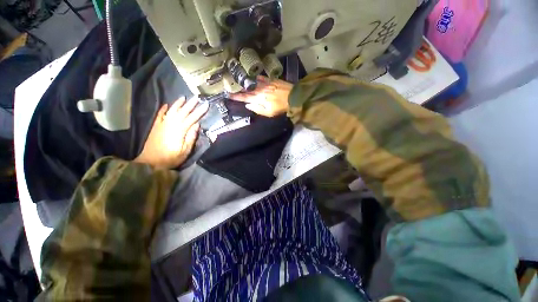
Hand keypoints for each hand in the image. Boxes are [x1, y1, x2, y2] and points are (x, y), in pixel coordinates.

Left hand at [134, 97, 208, 168]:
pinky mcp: (156, 127)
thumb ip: (191, 137)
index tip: (206, 105)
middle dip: (190, 104)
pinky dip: (163, 109)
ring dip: (178, 104)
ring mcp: (162, 124)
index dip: (199, 111)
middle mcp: (171, 124)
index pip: (192, 118)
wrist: (150, 162)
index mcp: (180, 130)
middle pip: (182, 112)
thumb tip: (197, 125)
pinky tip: (167, 105)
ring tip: (183, 97)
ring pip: (172, 111)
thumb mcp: (185, 150)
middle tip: (197, 97)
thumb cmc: (171, 158)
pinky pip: (160, 115)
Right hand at [229, 76, 292, 116]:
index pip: (245, 98)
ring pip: (253, 83)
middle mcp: (260, 90)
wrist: (293, 97)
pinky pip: (262, 78)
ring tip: (240, 83)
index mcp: (259, 99)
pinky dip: (257, 78)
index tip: (228, 95)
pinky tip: (253, 78)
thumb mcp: (269, 113)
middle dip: (239, 90)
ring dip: (246, 84)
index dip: (237, 97)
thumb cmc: (280, 107)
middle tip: (231, 88)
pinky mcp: (271, 80)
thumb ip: (258, 109)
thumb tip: (248, 105)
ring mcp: (265, 84)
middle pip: (247, 90)